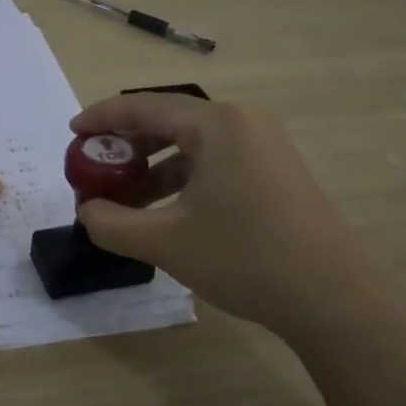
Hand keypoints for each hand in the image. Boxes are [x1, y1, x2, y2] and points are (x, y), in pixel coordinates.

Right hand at [70, 94, 378, 338]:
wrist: (333, 299)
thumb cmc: (244, 258)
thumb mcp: (164, 242)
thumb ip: (110, 223)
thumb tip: (86, 211)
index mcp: (216, 125)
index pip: (144, 106)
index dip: (102, 118)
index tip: (72, 133)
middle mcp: (243, 123)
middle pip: (169, 120)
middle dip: (127, 144)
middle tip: (95, 167)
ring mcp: (266, 146)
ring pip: (193, 144)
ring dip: (154, 166)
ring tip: (127, 198)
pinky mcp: (277, 171)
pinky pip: (216, 160)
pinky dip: (183, 178)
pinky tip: (167, 211)